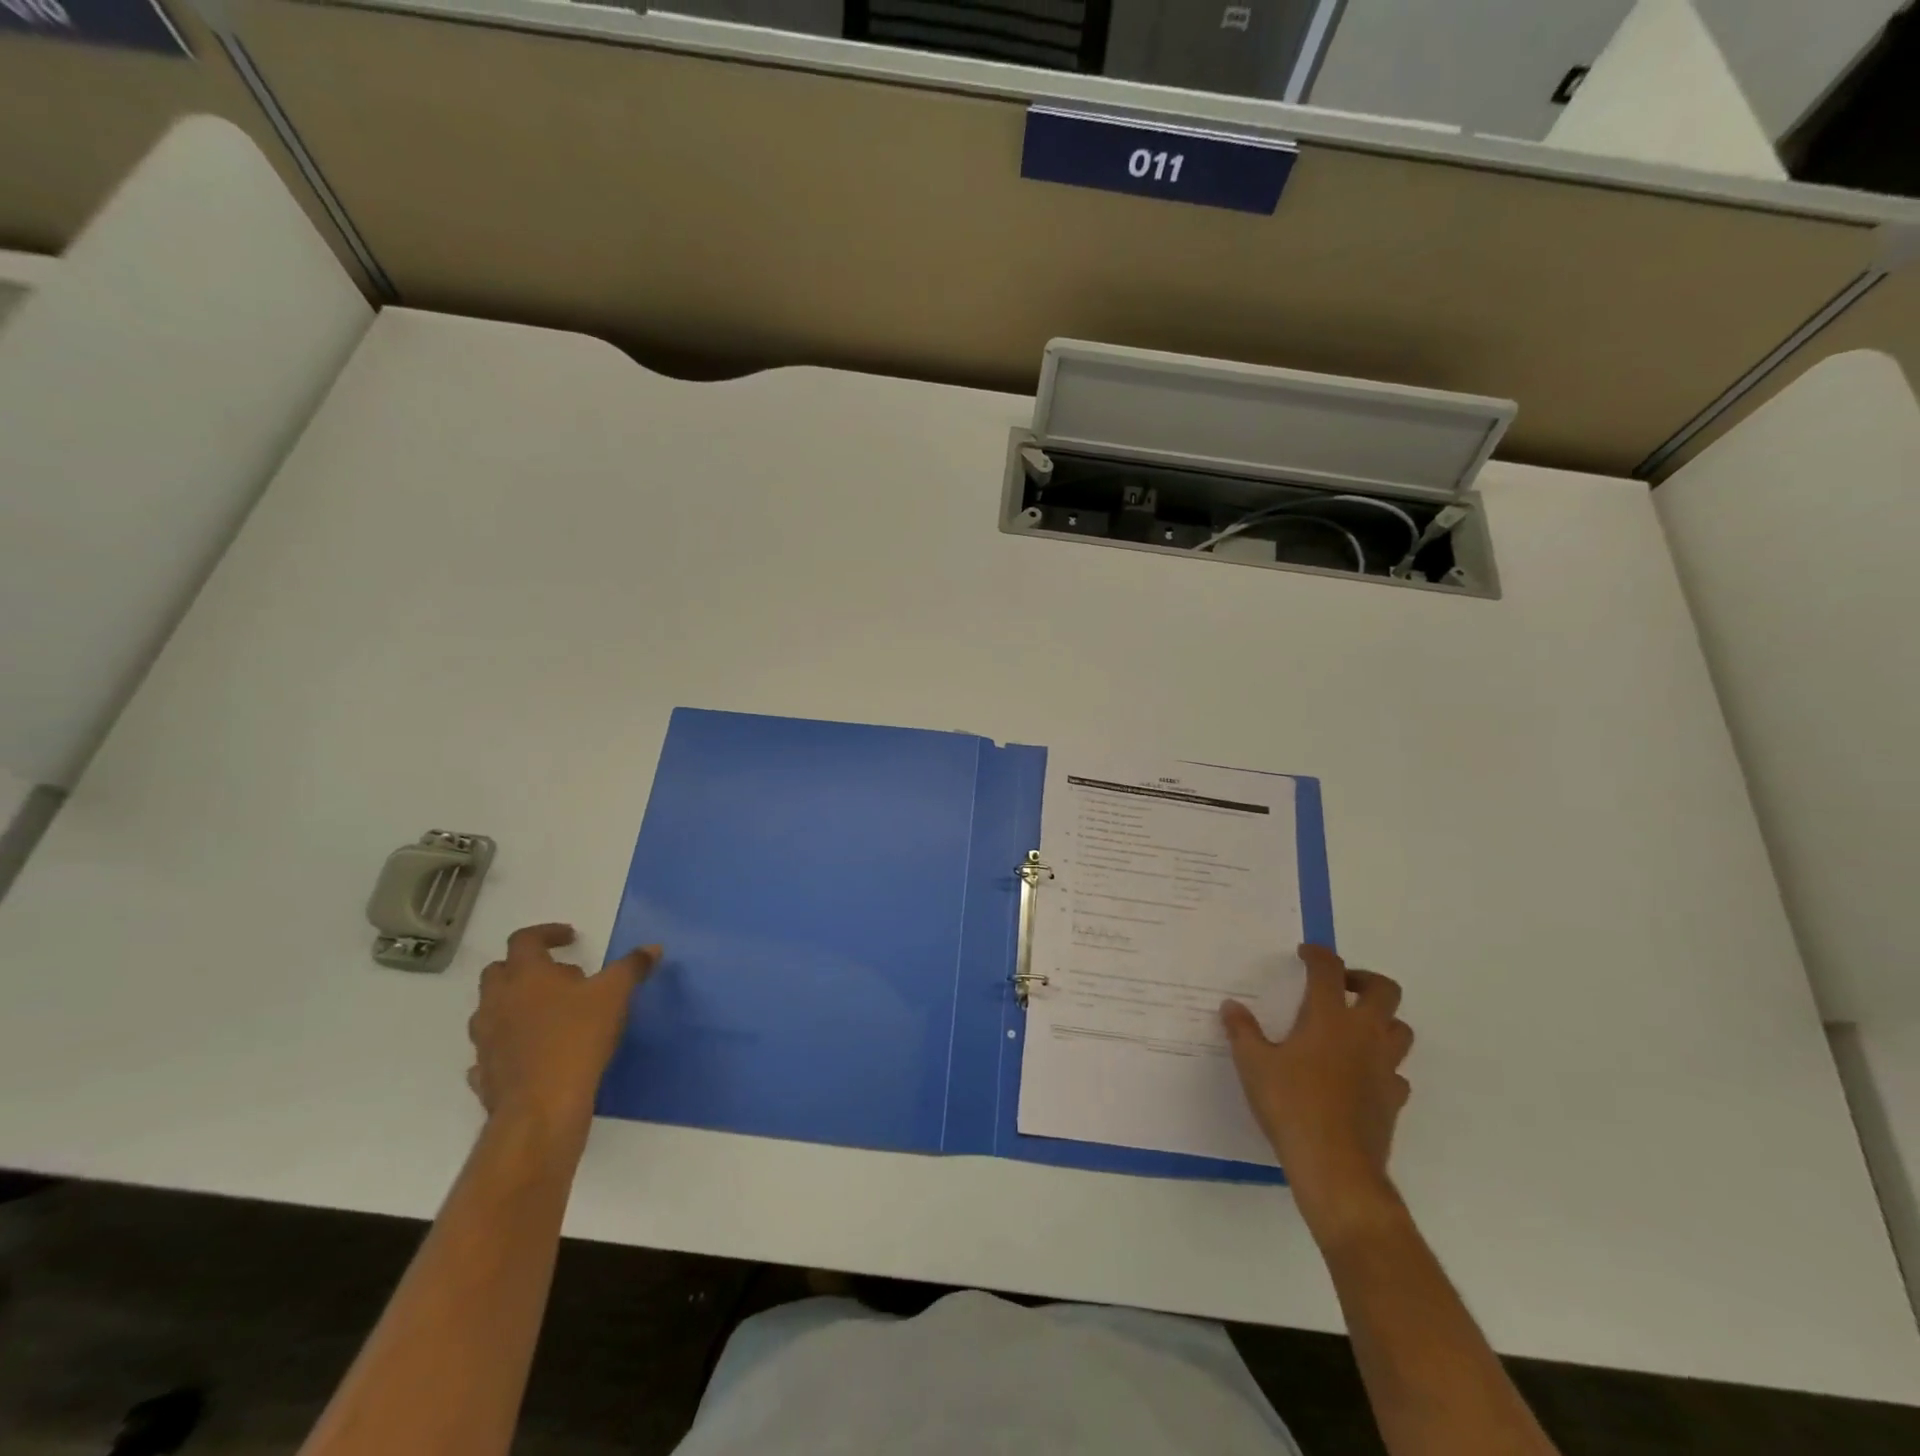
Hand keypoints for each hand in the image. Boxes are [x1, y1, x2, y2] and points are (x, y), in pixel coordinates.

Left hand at [466, 924, 660, 1138]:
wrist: (541, 1107)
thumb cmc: (577, 1037)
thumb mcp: (615, 995)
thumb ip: (632, 967)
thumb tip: (652, 948)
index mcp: (526, 975)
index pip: (525, 939)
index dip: (547, 933)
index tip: (571, 938)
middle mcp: (497, 1002)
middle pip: (498, 971)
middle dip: (526, 967)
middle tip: (560, 976)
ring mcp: (486, 1039)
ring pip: (490, 1010)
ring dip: (514, 1004)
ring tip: (548, 1014)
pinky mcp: (485, 1073)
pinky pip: (490, 1050)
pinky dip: (507, 1044)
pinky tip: (529, 1052)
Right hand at [1222, 944, 1412, 1239]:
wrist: (1335, 1167)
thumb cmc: (1291, 1105)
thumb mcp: (1253, 1064)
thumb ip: (1242, 1031)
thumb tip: (1231, 1006)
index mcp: (1329, 1017)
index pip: (1329, 970)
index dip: (1318, 954)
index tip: (1305, 953)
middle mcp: (1364, 1034)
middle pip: (1384, 990)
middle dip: (1364, 979)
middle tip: (1340, 986)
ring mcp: (1385, 1067)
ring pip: (1400, 1029)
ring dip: (1381, 1020)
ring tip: (1353, 1027)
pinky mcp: (1393, 1099)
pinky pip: (1396, 1072)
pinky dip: (1382, 1065)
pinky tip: (1360, 1075)